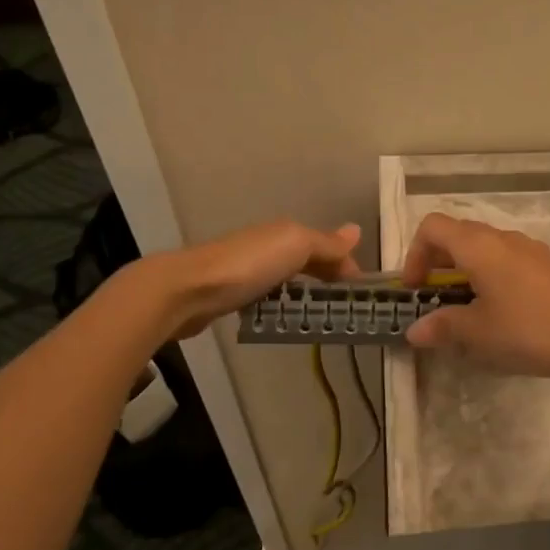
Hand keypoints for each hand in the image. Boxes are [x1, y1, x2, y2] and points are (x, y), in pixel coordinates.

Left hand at [148, 220, 361, 338]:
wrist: (189, 290)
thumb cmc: (249, 266)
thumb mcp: (296, 247)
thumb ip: (326, 243)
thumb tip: (357, 230)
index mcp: (286, 233)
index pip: (327, 247)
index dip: (345, 267)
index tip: (361, 295)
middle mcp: (269, 246)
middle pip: (308, 261)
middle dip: (327, 278)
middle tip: (345, 308)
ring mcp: (249, 270)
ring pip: (287, 279)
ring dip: (304, 293)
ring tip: (320, 317)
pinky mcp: (233, 294)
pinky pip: (268, 296)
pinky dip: (281, 304)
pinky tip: (285, 319)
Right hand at [401, 213, 549, 378]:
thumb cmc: (528, 329)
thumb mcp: (478, 332)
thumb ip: (443, 326)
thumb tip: (415, 330)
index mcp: (478, 245)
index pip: (432, 226)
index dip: (414, 253)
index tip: (416, 289)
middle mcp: (502, 238)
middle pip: (457, 234)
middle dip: (437, 262)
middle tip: (434, 299)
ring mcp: (528, 249)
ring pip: (483, 247)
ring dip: (464, 270)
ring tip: (465, 307)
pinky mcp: (546, 266)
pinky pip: (506, 260)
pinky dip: (490, 275)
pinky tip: (499, 310)